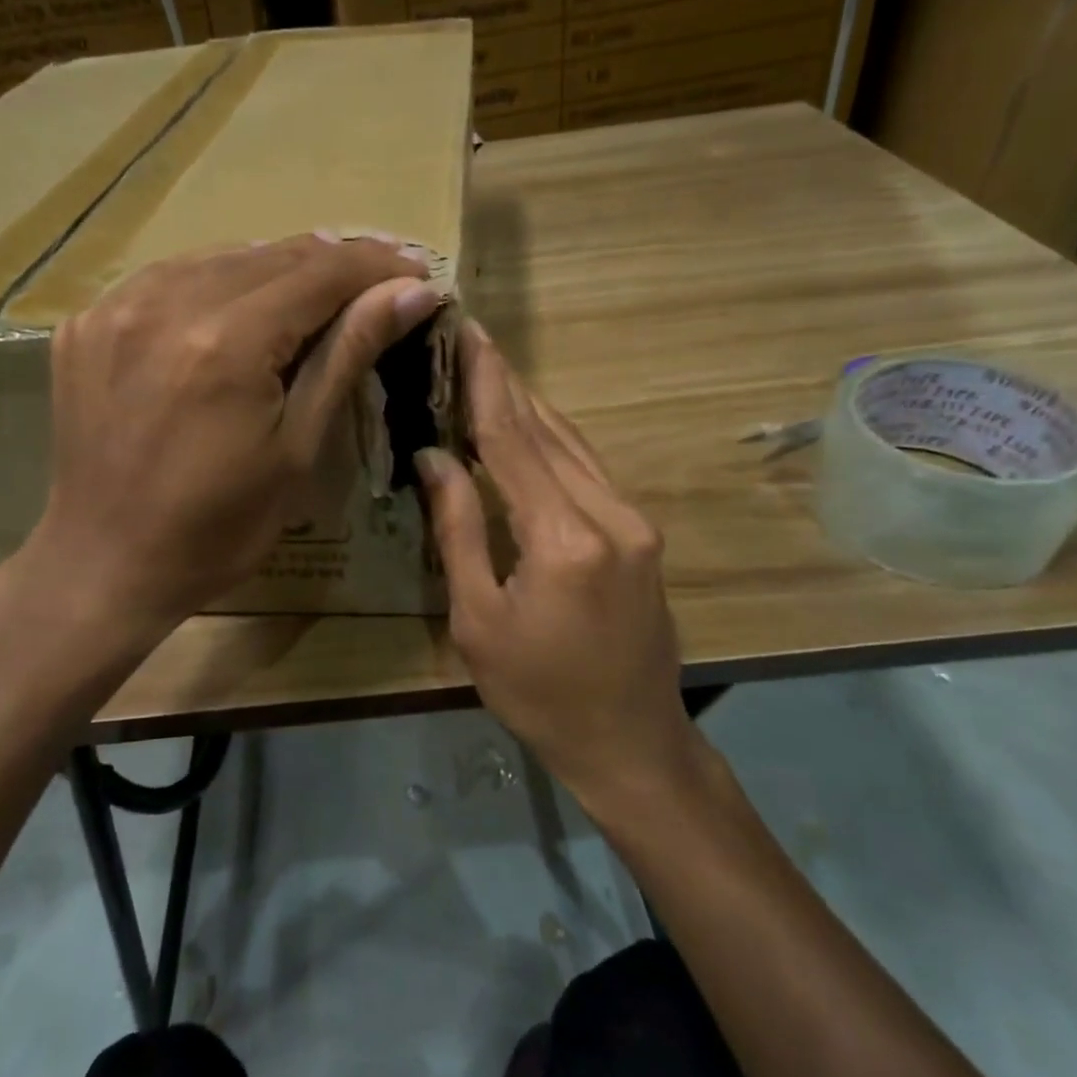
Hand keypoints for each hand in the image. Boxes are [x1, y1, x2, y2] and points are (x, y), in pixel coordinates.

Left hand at [20, 233, 439, 637]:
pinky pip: (168, 278)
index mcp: (227, 342)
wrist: (106, 564)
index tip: (417, 267)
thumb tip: (410, 292)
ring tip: (320, 284)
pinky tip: (241, 303)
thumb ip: (347, 356)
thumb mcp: (297, 449)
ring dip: (276, 265)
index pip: (319, 273)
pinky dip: (216, 281)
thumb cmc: (218, 527)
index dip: (375, 265)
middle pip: (271, 255)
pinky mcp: (87, 323)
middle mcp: (166, 303)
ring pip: (219, 257)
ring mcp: (116, 308)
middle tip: (380, 273)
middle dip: (334, 259)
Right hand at [416, 323, 711, 813]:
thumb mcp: (478, 619)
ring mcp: (635, 522)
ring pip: (573, 445)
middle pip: (547, 431)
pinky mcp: (642, 534)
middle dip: (506, 384)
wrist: (629, 742)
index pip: (513, 441)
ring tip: (490, 370)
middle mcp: (610, 514)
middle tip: (471, 338)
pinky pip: (589, 471)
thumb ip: (459, 530)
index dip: (484, 385)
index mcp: (565, 538)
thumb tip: (434, 457)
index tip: (466, 334)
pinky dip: (553, 442)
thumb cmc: (538, 692)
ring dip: (530, 407)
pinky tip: (528, 426)